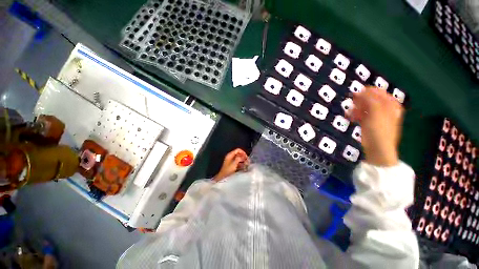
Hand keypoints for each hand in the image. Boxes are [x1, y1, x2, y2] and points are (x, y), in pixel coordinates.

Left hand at [213, 148, 249, 181]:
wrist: (222, 177)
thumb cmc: (227, 170)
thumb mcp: (234, 164)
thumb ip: (239, 159)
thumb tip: (243, 156)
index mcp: (230, 155)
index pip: (238, 150)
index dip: (243, 152)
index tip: (246, 157)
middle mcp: (230, 156)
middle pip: (239, 153)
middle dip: (244, 156)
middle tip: (248, 161)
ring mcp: (231, 160)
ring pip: (239, 158)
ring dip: (243, 160)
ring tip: (247, 164)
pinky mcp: (232, 164)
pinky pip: (238, 162)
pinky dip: (241, 163)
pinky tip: (244, 167)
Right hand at [348, 87, 403, 166]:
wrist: (378, 149)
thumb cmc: (379, 131)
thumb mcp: (376, 113)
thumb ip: (370, 100)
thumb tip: (362, 91)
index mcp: (390, 105)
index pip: (378, 92)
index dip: (367, 92)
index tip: (356, 94)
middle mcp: (384, 108)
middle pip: (371, 99)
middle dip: (360, 101)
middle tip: (352, 103)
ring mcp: (376, 115)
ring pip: (364, 107)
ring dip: (356, 108)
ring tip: (351, 113)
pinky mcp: (369, 122)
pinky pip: (361, 114)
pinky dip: (355, 115)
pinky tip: (351, 118)